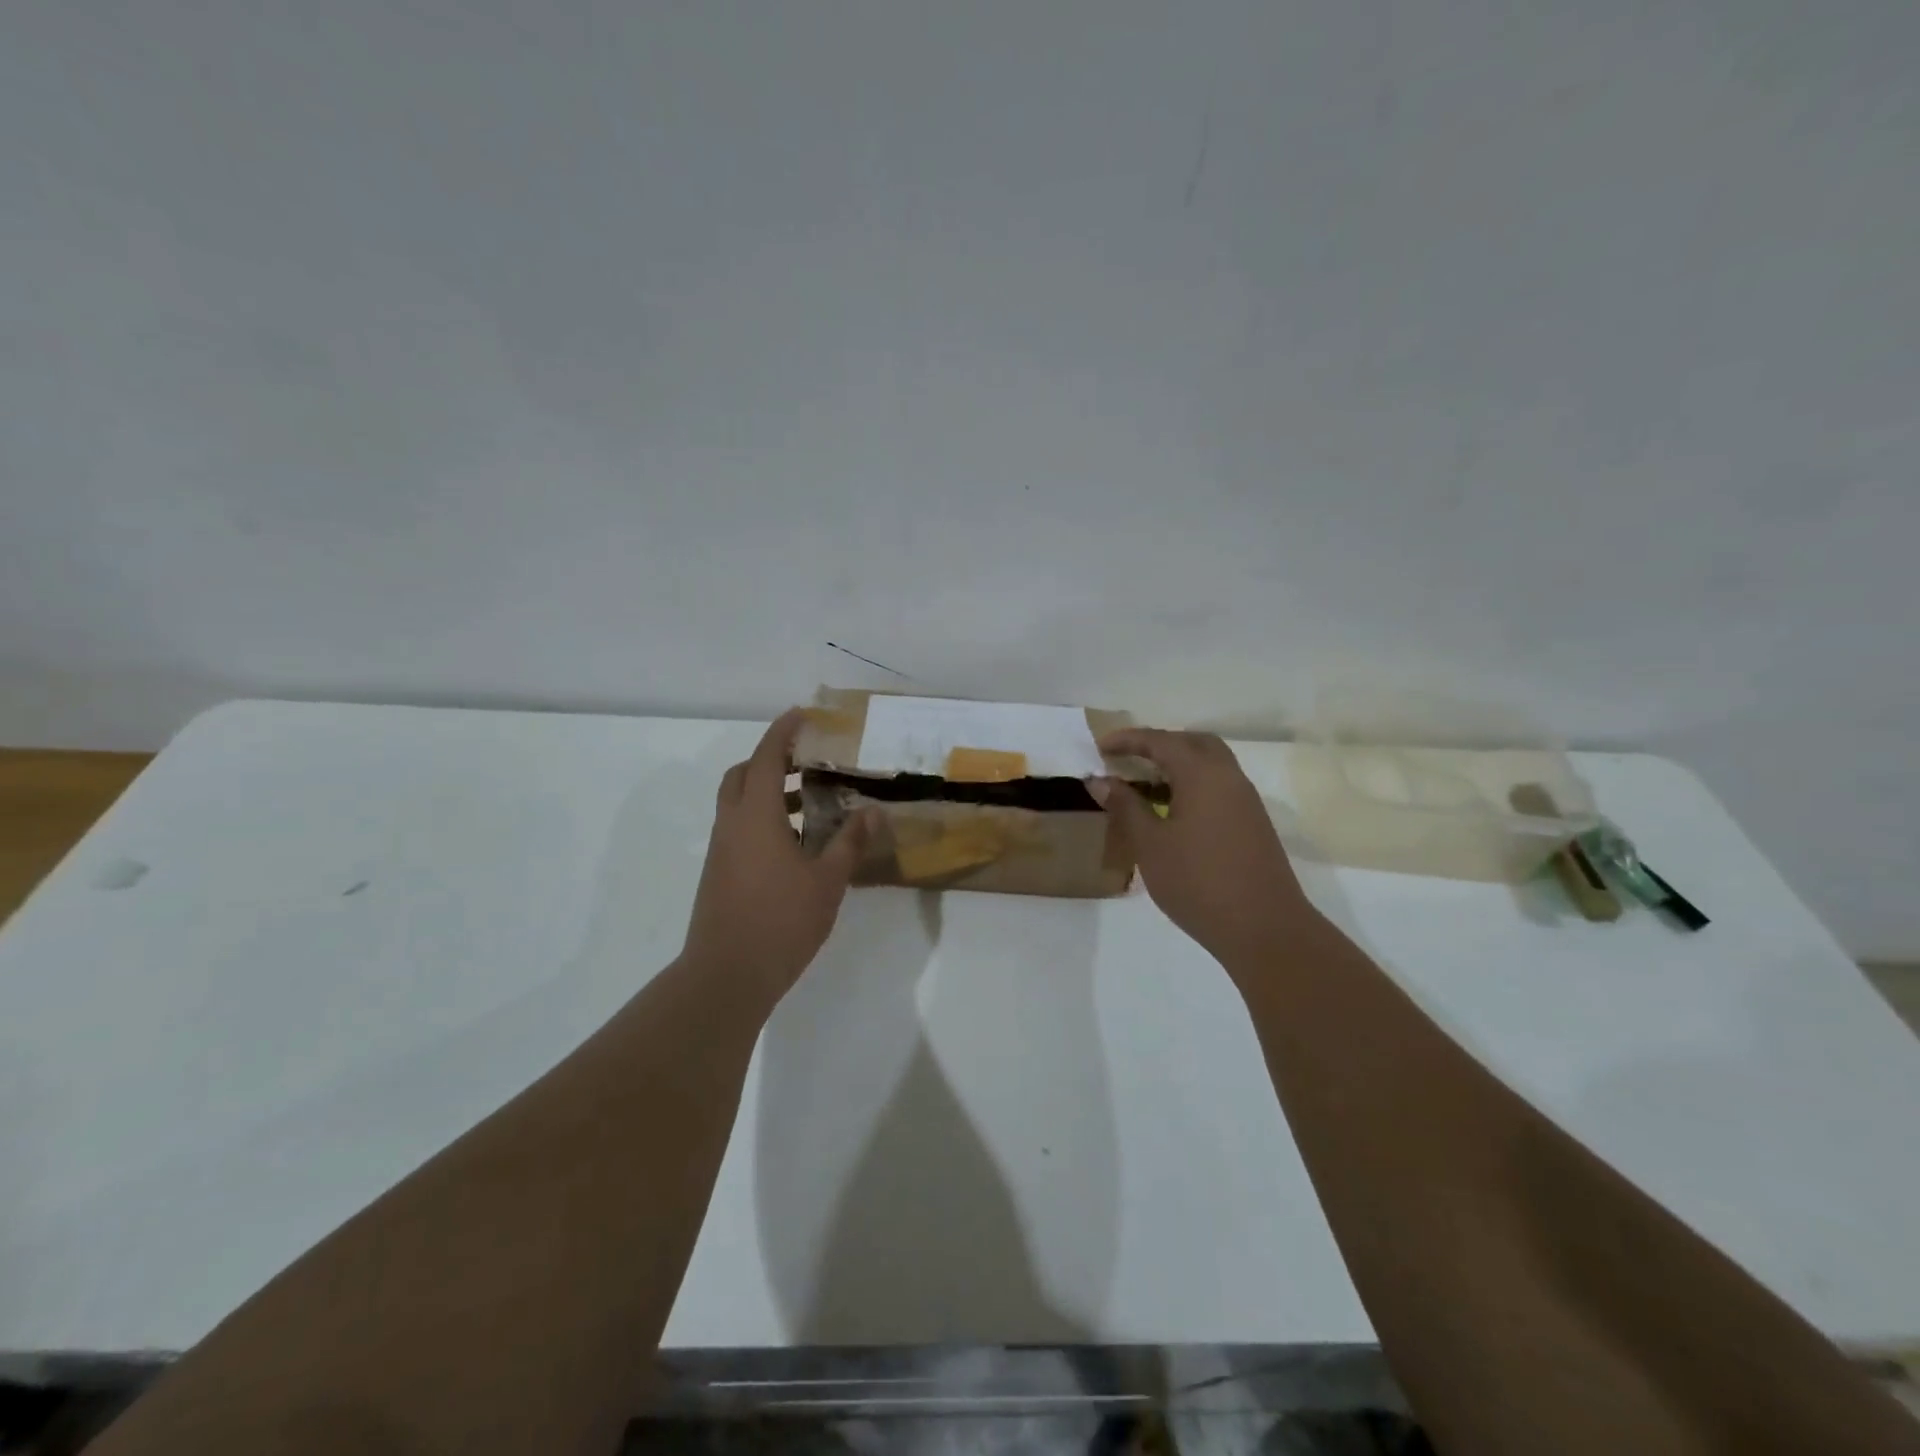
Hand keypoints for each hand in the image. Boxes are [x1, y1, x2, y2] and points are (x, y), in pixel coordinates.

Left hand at [682, 709, 869, 1005]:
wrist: (726, 975)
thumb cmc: (781, 921)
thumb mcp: (827, 881)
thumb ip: (850, 843)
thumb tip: (874, 812)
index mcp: (756, 816)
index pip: (765, 758)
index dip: (783, 732)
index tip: (803, 714)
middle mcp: (732, 824)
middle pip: (742, 775)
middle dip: (770, 760)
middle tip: (806, 760)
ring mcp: (721, 850)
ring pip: (738, 803)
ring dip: (767, 792)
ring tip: (809, 802)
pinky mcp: (719, 873)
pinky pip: (739, 829)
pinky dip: (762, 820)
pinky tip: (795, 844)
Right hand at [1094, 728, 1319, 973]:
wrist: (1264, 928)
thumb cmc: (1198, 882)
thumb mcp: (1150, 844)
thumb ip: (1125, 806)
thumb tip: (1100, 779)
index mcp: (1202, 774)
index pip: (1160, 741)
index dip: (1128, 740)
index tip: (1100, 747)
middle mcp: (1228, 777)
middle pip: (1193, 743)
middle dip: (1158, 744)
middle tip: (1128, 760)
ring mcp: (1246, 800)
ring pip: (1210, 764)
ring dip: (1178, 764)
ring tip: (1145, 785)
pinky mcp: (1253, 823)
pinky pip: (1219, 786)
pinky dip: (1193, 784)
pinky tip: (1174, 812)